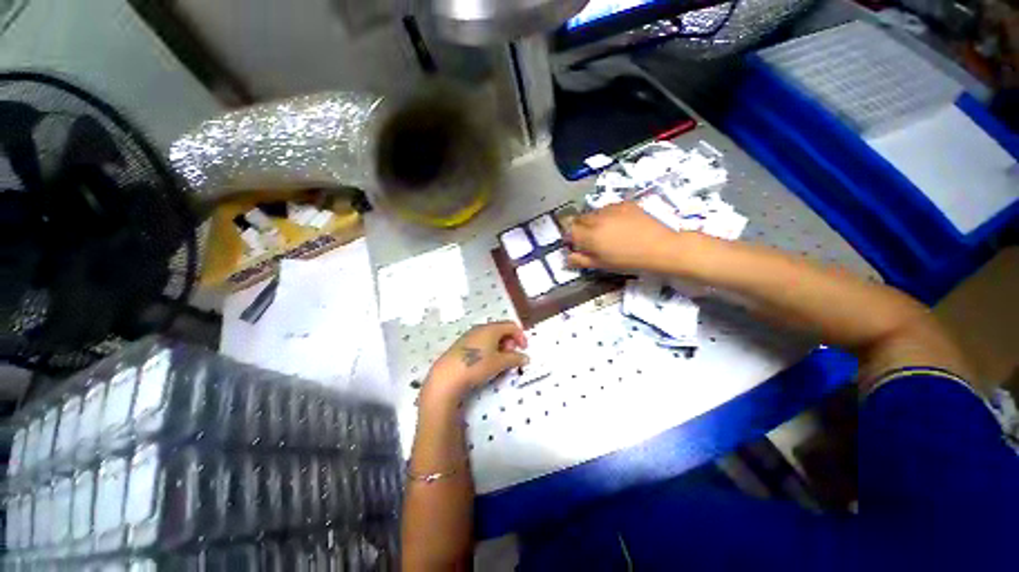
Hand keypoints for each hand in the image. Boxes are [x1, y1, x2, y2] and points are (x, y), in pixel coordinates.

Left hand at [425, 321, 528, 400]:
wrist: (447, 376)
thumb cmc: (477, 365)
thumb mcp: (499, 363)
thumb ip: (515, 359)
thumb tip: (525, 357)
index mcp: (491, 328)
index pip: (511, 326)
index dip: (520, 336)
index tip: (524, 349)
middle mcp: (480, 328)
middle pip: (500, 330)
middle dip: (510, 342)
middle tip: (511, 356)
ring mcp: (469, 335)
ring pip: (490, 336)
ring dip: (499, 346)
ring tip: (499, 361)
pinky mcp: (462, 345)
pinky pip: (481, 342)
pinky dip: (489, 349)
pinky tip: (486, 362)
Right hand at [567, 202, 679, 271]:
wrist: (659, 247)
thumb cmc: (628, 260)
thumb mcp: (602, 264)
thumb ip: (581, 260)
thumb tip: (567, 257)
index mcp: (590, 236)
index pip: (570, 231)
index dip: (570, 238)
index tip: (575, 244)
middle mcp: (597, 219)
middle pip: (579, 219)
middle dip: (580, 227)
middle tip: (590, 238)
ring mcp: (611, 209)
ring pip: (593, 212)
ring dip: (593, 220)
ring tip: (605, 230)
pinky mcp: (625, 204)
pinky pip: (608, 207)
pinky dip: (607, 214)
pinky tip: (618, 223)